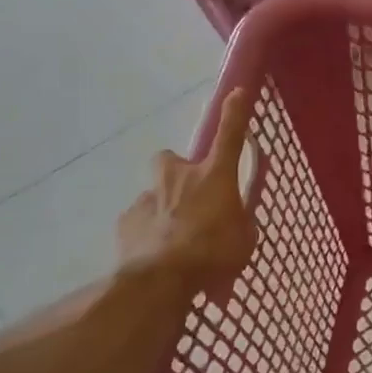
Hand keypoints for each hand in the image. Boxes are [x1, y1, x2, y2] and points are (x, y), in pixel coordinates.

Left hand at [116, 89, 256, 294]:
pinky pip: (140, 219)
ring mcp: (148, 197)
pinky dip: (148, 231)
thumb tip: (236, 219)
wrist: (160, 280)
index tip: (237, 91)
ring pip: (155, 193)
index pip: (230, 135)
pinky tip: (156, 253)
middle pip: (170, 159)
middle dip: (177, 171)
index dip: (235, 113)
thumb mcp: (244, 240)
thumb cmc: (212, 255)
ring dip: (164, 207)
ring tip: (174, 238)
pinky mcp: (127, 220)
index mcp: (214, 177)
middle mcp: (179, 178)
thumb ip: (240, 222)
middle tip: (189, 196)